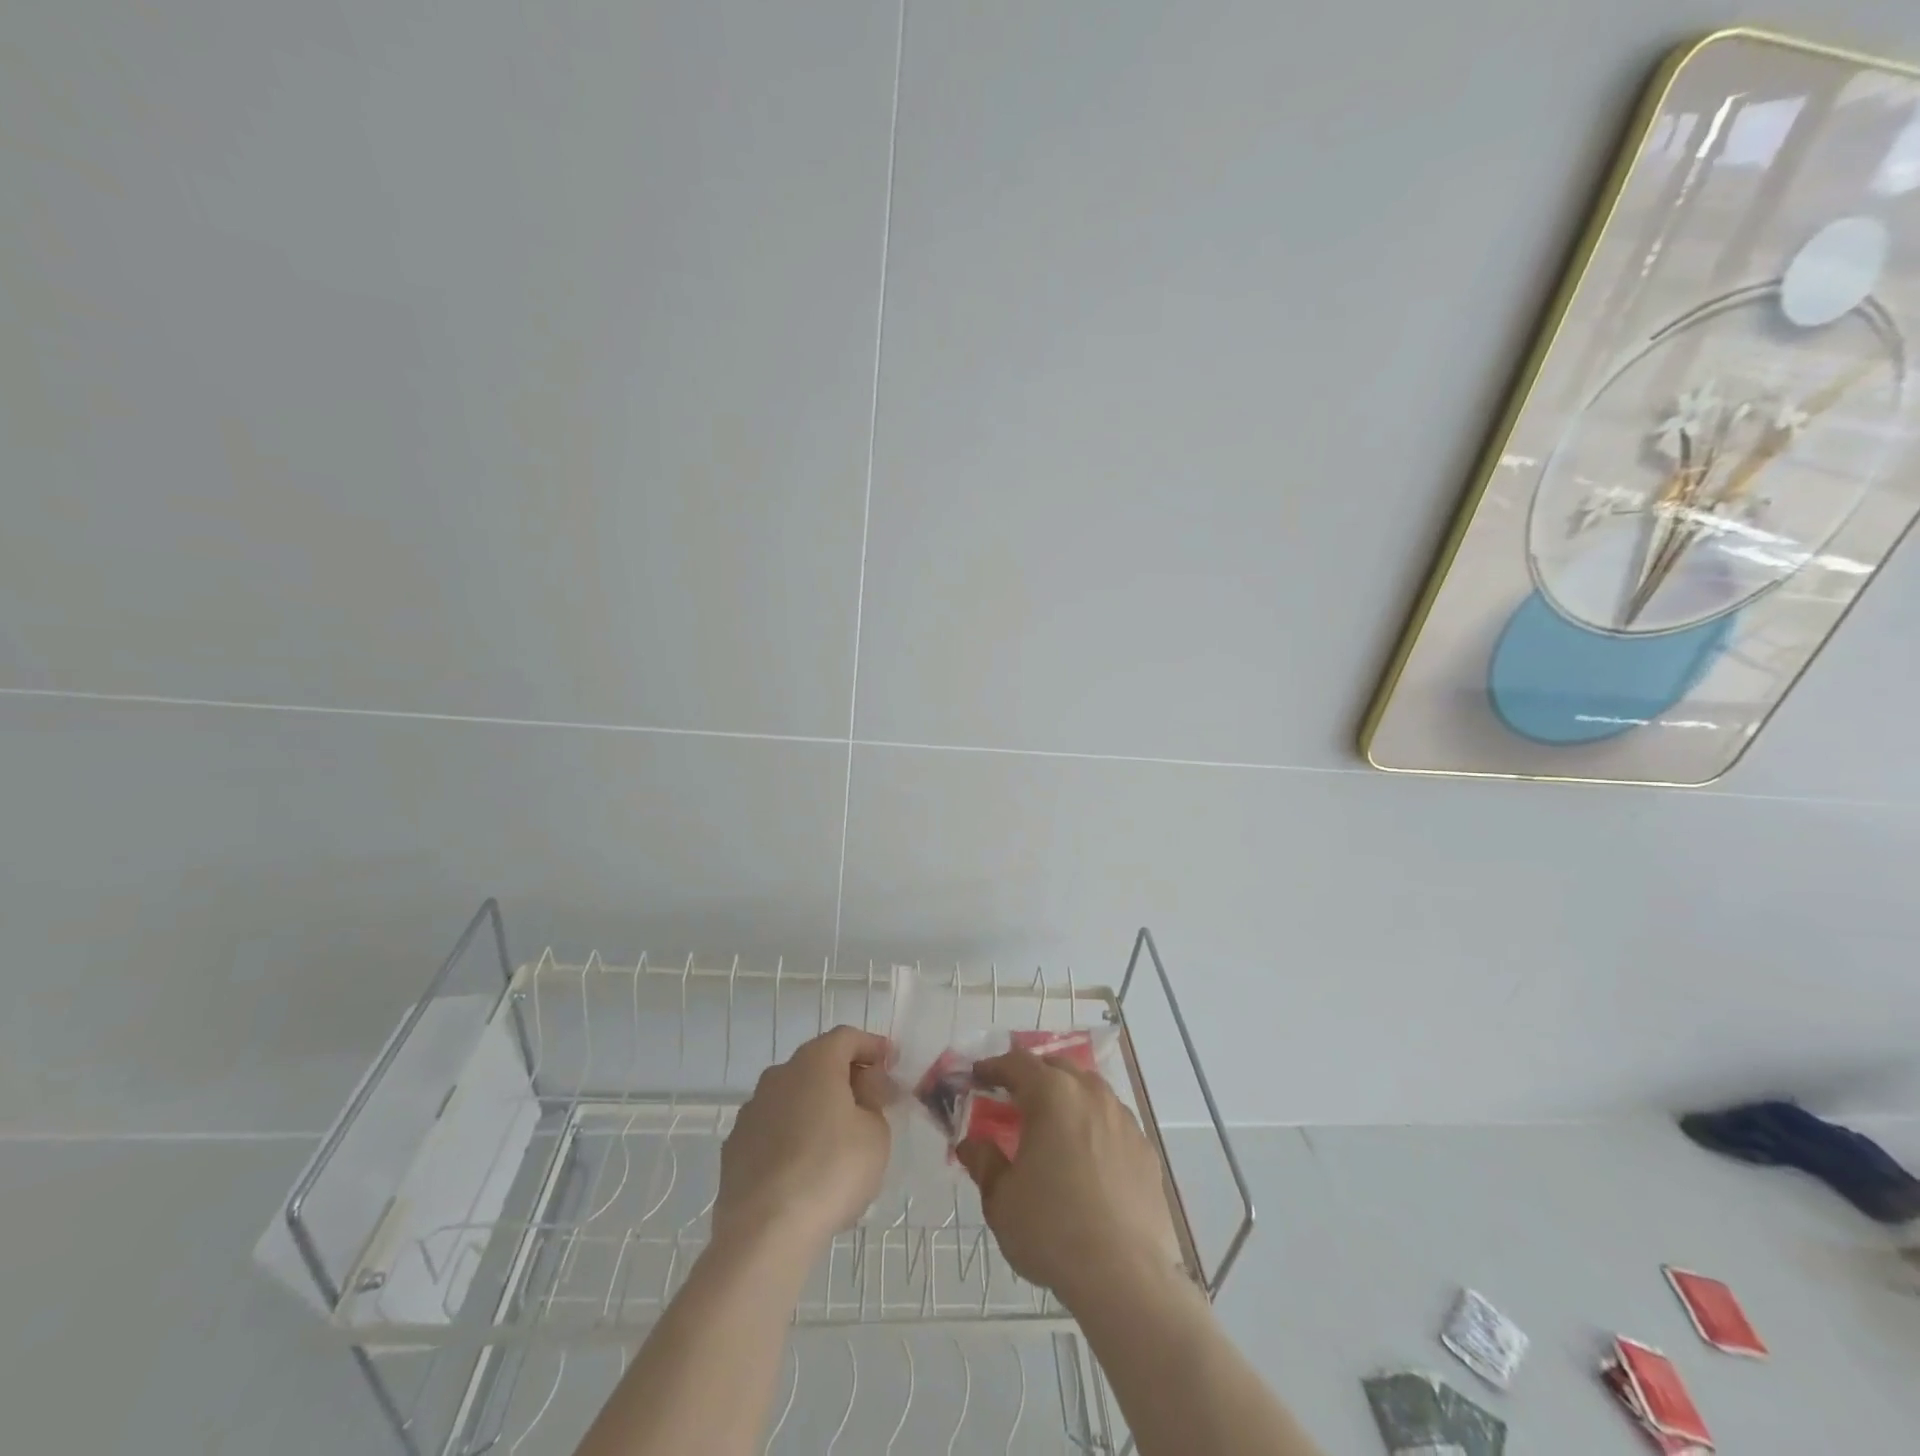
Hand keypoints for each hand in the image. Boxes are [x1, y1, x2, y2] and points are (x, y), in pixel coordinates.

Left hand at [713, 1026, 892, 1254]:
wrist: (765, 1232)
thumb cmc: (832, 1170)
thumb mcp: (876, 1134)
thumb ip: (873, 1103)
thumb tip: (863, 1092)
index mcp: (815, 1062)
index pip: (847, 1037)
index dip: (872, 1046)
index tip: (892, 1062)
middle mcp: (779, 1075)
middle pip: (818, 1064)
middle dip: (846, 1077)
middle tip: (872, 1102)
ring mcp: (752, 1111)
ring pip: (793, 1097)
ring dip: (817, 1107)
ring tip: (840, 1140)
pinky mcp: (735, 1148)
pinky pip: (774, 1129)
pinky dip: (793, 1136)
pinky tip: (807, 1166)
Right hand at [956, 1049, 1182, 1310]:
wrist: (1125, 1276)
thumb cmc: (1052, 1231)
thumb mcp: (1001, 1200)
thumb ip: (984, 1163)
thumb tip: (972, 1144)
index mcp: (1052, 1095)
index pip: (1017, 1064)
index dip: (993, 1067)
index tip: (978, 1076)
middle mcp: (1090, 1094)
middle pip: (1057, 1068)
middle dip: (1033, 1076)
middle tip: (1014, 1098)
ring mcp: (1123, 1119)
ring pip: (1090, 1091)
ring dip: (1067, 1097)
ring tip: (1053, 1124)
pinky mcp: (1145, 1149)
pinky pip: (1113, 1122)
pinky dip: (1094, 1125)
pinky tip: (1088, 1156)